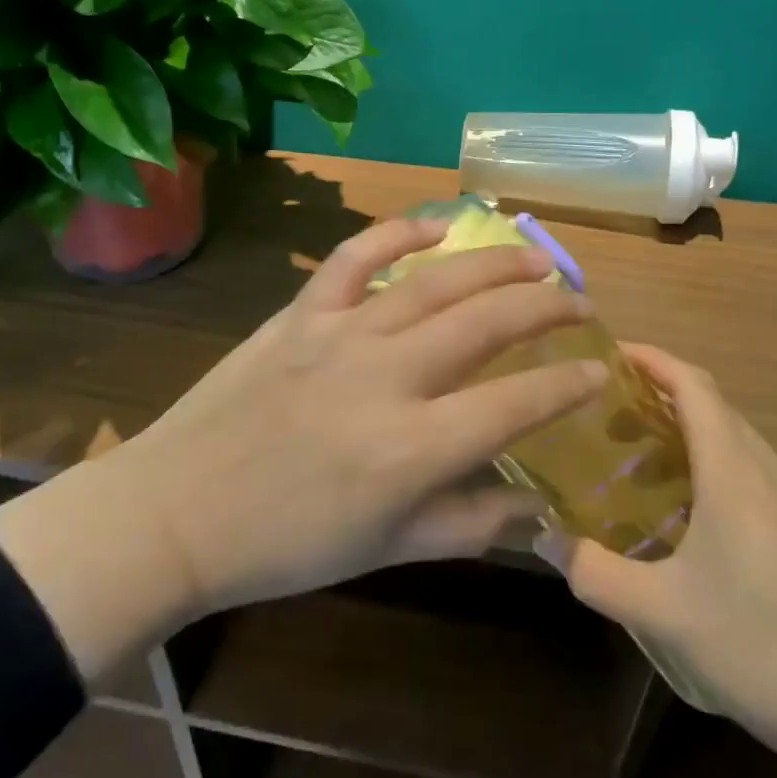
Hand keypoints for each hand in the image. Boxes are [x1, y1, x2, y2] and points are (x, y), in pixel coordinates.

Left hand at [0, 219, 606, 686]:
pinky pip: (356, 256)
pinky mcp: (301, 312)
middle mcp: (387, 376)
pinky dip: (399, 233)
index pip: (515, 403)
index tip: (598, 369)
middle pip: (487, 323)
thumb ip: (468, 523)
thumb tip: (537, 506)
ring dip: (495, 264)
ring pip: (436, 281)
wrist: (178, 509)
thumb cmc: (285, 544)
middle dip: (546, 306)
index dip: (567, 384)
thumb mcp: (386, 550)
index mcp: (412, 448)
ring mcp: (342, 333)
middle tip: (579, 302)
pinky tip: (437, 227)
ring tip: (536, 259)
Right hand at [536, 345, 776, 777]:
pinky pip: (755, 475)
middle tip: (606, 417)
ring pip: (736, 442)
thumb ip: (596, 573)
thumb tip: (545, 541)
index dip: (651, 358)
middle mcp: (770, 472)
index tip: (609, 353)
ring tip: (640, 464)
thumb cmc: (768, 648)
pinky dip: (714, 469)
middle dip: (659, 396)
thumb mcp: (665, 614)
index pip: (693, 384)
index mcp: (735, 471)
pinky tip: (692, 519)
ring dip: (687, 435)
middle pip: (714, 407)